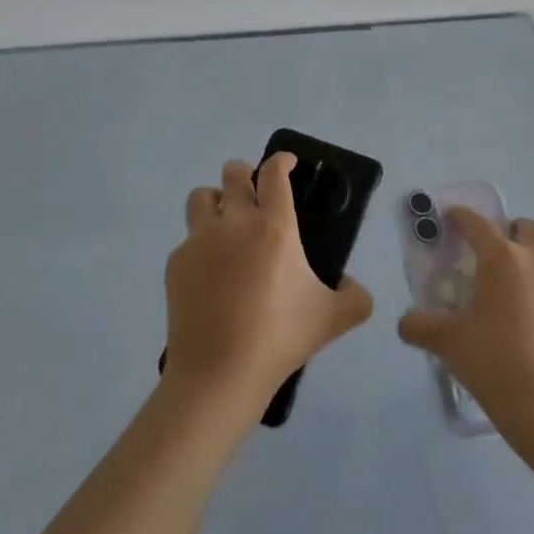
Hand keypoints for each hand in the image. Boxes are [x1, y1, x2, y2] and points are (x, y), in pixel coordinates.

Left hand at [163, 153, 374, 416]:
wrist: (218, 373)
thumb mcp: (333, 319)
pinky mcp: (176, 262)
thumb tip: (353, 286)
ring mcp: (200, 240)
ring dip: (216, 200)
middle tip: (255, 193)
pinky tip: (211, 273)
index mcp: (274, 227)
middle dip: (245, 174)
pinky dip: (200, 245)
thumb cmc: (279, 338)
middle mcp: (235, 222)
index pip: (274, 173)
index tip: (288, 163)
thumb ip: (356, 298)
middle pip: (233, 173)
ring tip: (225, 222)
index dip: (282, 160)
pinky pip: (188, 239)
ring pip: (202, 197)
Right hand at [398, 209, 533, 446]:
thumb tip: (405, 322)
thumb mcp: (446, 342)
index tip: (452, 217)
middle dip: (512, 232)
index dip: (462, 216)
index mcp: (501, 259)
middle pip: (529, 228)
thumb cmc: (491, 361)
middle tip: (497, 254)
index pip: (477, 224)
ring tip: (531, 281)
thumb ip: (419, 326)